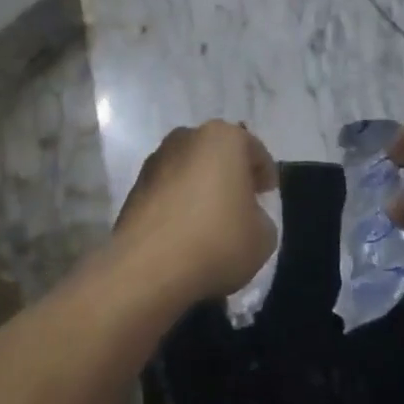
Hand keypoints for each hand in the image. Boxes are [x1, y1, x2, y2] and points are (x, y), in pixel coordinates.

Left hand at [115, 122, 278, 300]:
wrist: (149, 266)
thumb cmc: (217, 241)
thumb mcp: (263, 237)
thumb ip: (261, 218)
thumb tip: (246, 217)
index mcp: (223, 138)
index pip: (254, 150)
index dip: (265, 174)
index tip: (267, 195)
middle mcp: (187, 137)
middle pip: (218, 154)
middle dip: (231, 175)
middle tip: (243, 204)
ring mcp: (157, 159)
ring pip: (190, 169)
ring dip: (202, 187)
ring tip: (211, 220)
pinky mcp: (136, 185)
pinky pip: (169, 189)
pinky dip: (180, 202)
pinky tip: (186, 231)